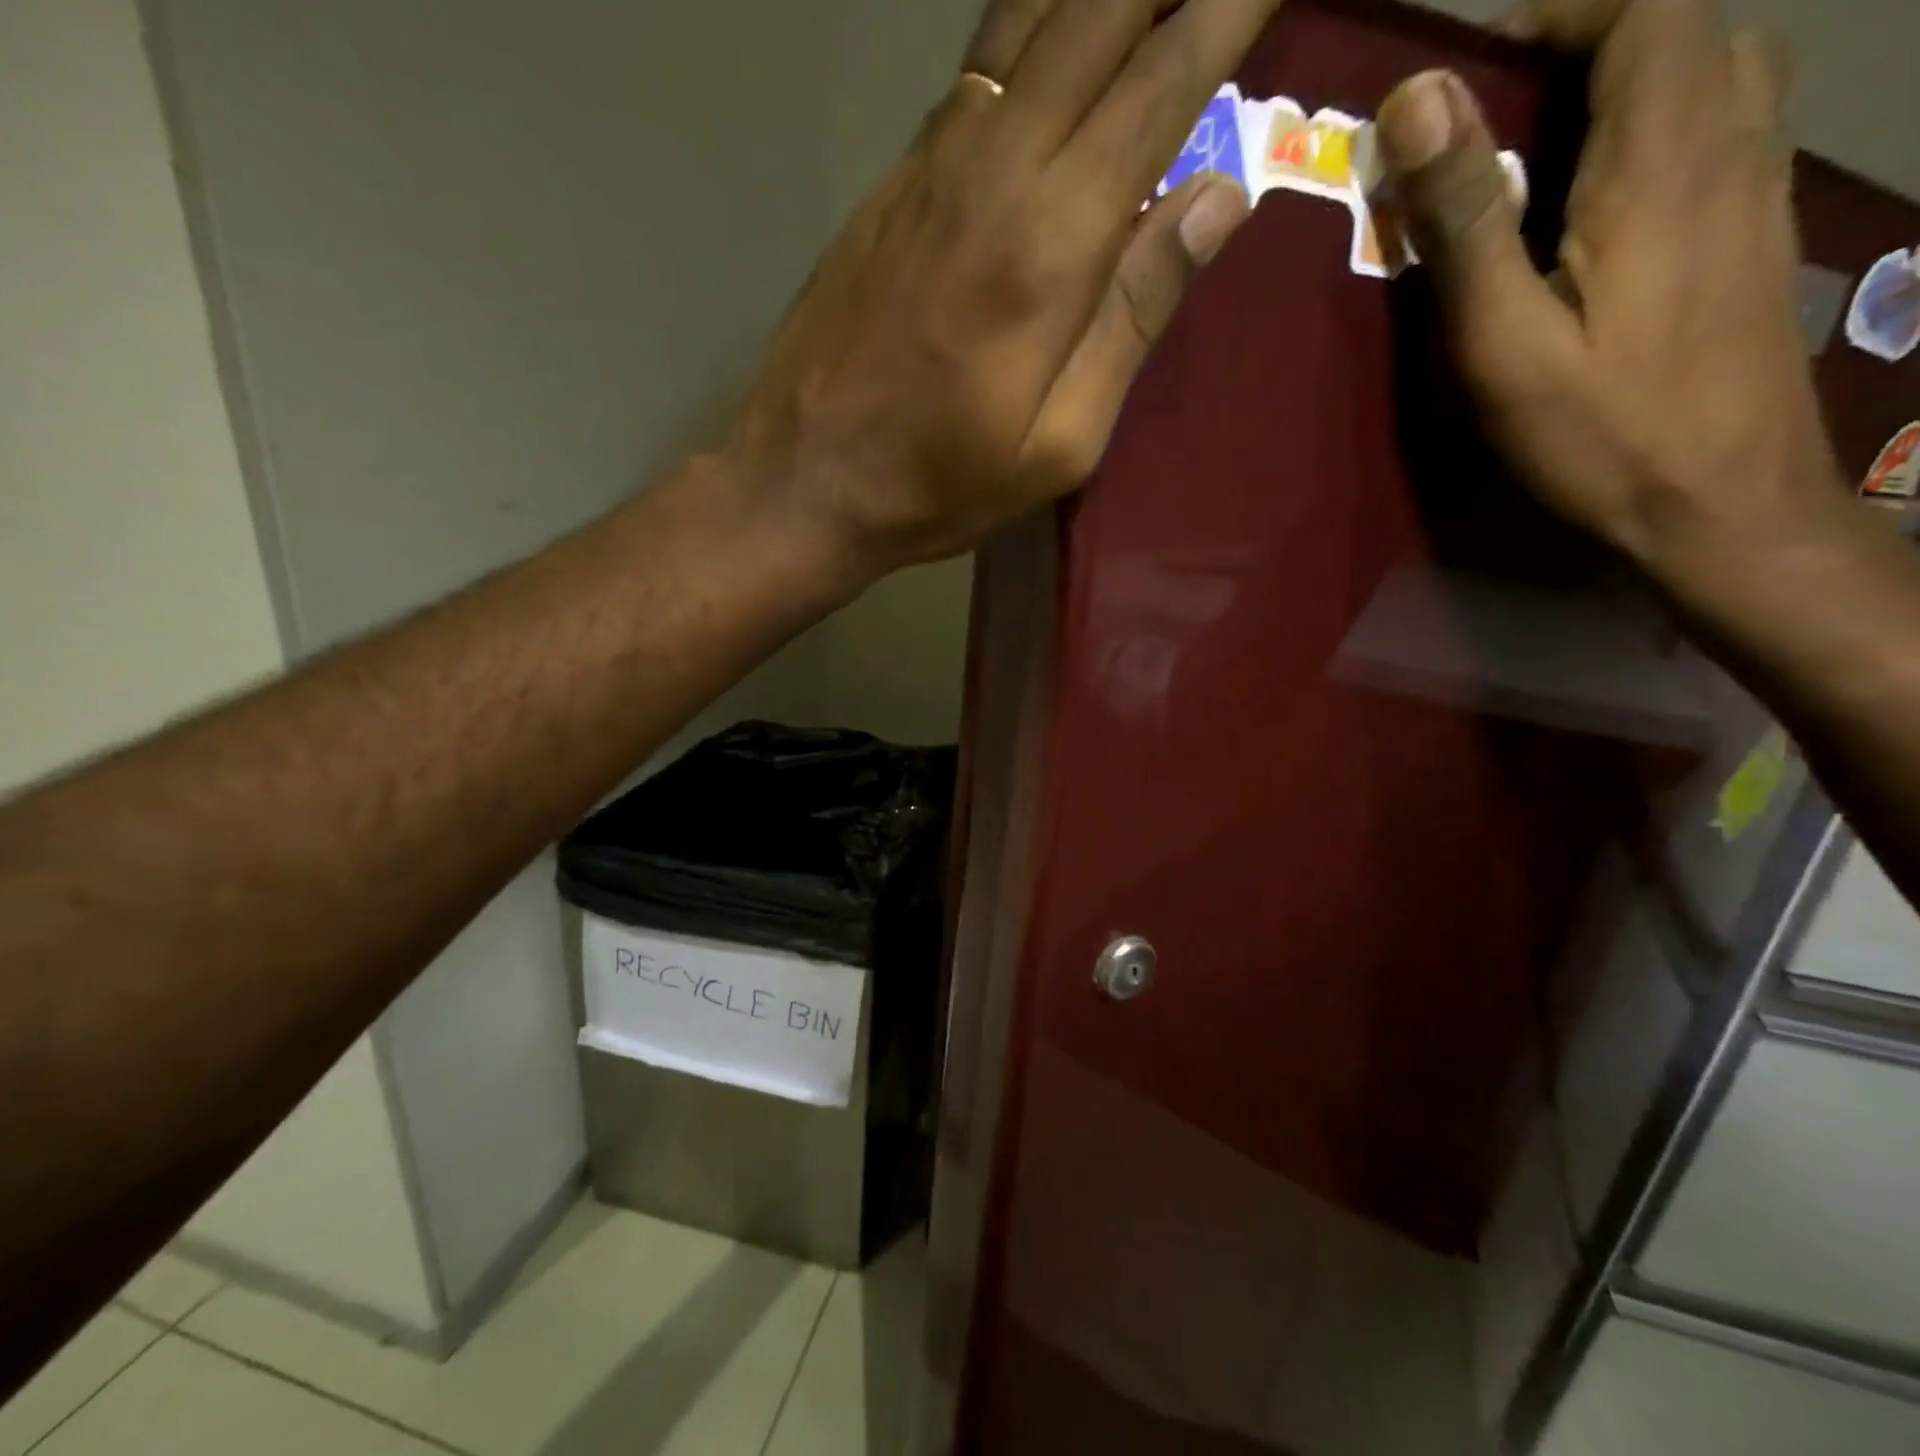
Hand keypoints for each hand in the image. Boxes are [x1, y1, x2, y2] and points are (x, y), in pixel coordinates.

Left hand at [725, 0, 1277, 582]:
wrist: (806, 480)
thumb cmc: (941, 482)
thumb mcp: (1060, 442)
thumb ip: (1135, 316)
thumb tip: (1220, 197)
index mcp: (1050, 241)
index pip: (1162, 81)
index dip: (1229, 11)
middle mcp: (993, 168)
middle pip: (1094, 14)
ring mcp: (931, 166)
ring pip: (1027, 21)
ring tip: (1142, 3)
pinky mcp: (891, 185)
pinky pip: (975, 74)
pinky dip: (1030, 32)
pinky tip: (1057, 41)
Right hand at [1376, 0, 1846, 586]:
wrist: (1720, 501)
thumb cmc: (1598, 430)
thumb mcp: (1505, 337)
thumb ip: (1465, 218)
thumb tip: (1419, 100)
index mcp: (1662, 158)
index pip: (1644, 9)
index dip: (1562, 11)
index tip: (1478, 62)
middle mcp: (1732, 142)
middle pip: (1684, 31)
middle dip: (1589, 44)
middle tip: (1496, 114)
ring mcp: (1760, 185)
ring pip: (1713, 75)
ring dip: (1628, 83)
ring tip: (1540, 152)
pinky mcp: (1757, 232)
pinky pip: (1722, 131)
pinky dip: (1658, 130)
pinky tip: (1600, 202)